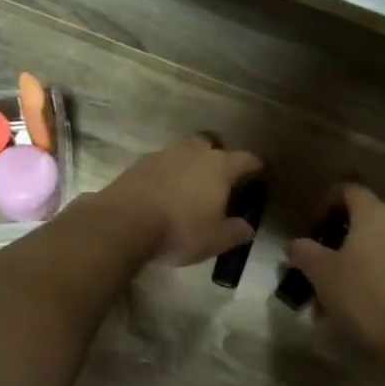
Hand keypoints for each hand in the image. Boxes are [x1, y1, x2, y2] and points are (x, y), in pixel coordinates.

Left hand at [94, 135, 264, 266]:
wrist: (124, 222)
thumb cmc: (180, 230)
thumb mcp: (215, 240)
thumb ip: (235, 232)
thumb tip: (247, 227)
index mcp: (220, 166)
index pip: (247, 159)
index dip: (256, 167)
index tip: (260, 175)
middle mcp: (194, 152)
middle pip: (212, 145)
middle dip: (219, 158)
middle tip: (220, 180)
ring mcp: (164, 154)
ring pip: (185, 152)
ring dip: (191, 165)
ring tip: (190, 188)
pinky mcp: (140, 163)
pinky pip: (162, 164)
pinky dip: (168, 174)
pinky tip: (164, 193)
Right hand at [288, 184, 384, 364]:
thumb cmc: (361, 296)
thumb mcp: (320, 273)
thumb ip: (303, 251)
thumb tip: (296, 245)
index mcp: (376, 215)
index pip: (348, 190)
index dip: (325, 203)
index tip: (312, 230)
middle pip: (364, 221)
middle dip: (337, 242)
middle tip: (318, 266)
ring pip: (378, 249)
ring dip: (354, 264)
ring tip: (333, 297)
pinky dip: (375, 279)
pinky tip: (360, 309)